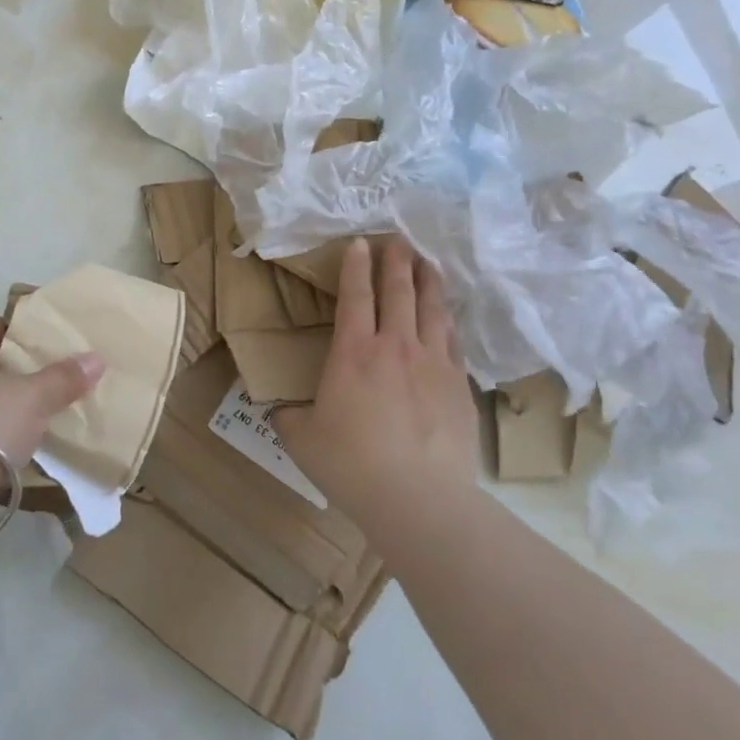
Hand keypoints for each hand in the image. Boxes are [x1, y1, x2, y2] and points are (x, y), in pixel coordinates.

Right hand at [273, 238, 480, 531]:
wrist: (418, 498)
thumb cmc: (351, 464)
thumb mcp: (302, 439)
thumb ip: (289, 417)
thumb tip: (280, 410)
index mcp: (354, 353)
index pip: (356, 296)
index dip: (356, 267)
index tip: (361, 243)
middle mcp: (396, 347)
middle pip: (399, 292)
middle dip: (397, 263)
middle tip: (400, 240)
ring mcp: (433, 365)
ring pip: (433, 311)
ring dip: (429, 283)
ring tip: (429, 264)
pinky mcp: (459, 388)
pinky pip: (454, 343)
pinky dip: (449, 323)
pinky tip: (449, 319)